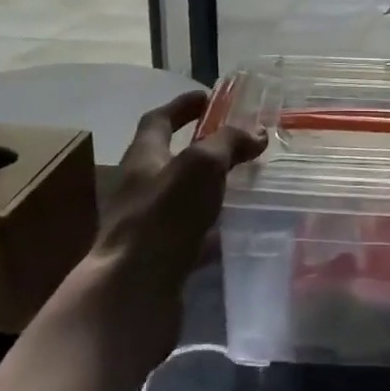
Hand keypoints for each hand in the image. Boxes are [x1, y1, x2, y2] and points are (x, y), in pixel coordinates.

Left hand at [76, 90, 265, 361]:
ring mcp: (150, 226)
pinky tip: (238, 231)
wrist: (133, 293)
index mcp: (144, 158)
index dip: (182, 105)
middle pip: (171, 159)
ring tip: (246, 184)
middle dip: (202, 148)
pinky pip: (192, 236)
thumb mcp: (200, 166)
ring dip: (210, 189)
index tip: (209, 97)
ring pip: (184, 198)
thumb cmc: (163, 218)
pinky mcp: (162, 259)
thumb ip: (228, 144)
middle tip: (238, 143)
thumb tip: (256, 131)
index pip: (159, 120)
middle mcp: (141, 188)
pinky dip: (214, 230)